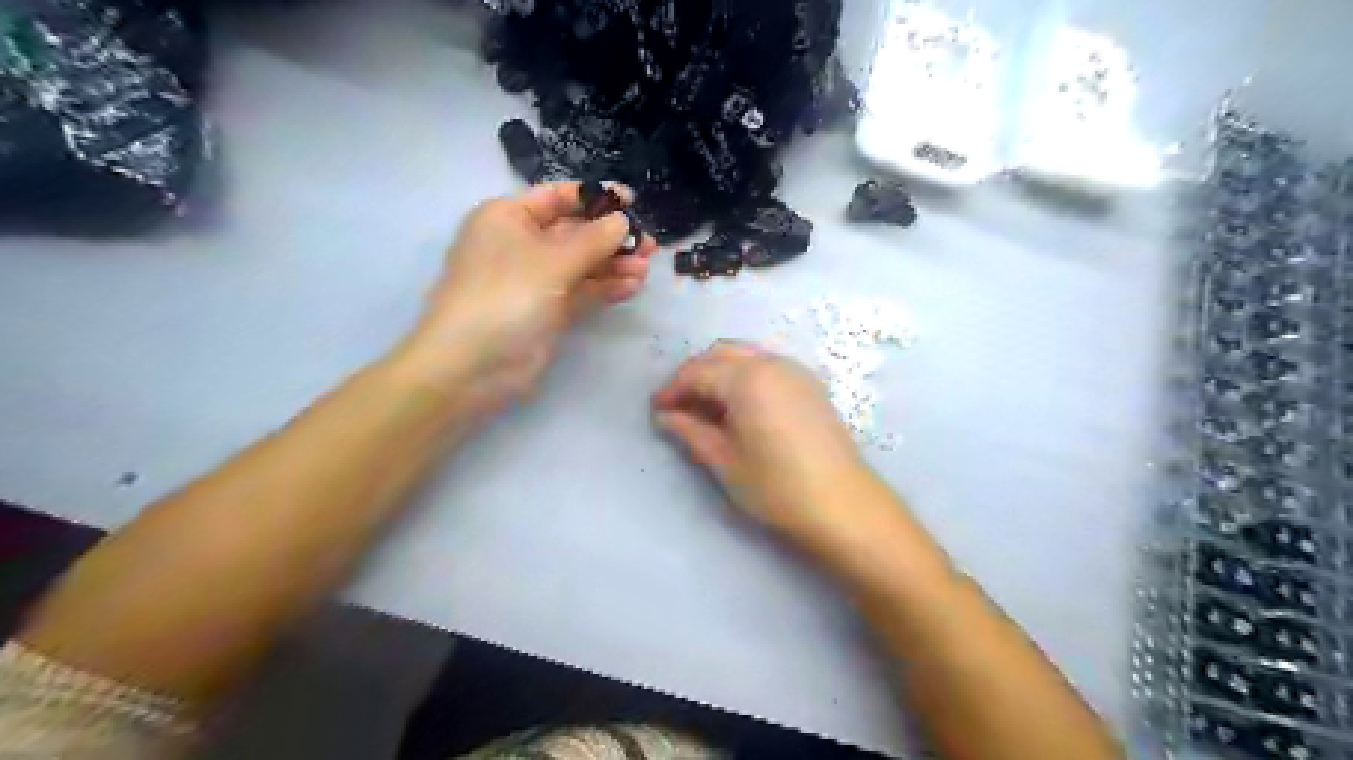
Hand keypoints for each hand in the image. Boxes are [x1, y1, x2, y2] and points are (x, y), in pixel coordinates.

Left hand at [399, 182, 656, 411]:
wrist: (472, 367)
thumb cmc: (505, 297)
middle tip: (648, 244)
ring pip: (582, 264)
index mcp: (508, 218)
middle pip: (574, 232)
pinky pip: (581, 291)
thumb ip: (594, 239)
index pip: (557, 197)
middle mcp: (520, 244)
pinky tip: (632, 286)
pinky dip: (605, 287)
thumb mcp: (552, 261)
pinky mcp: (548, 311)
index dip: (595, 197)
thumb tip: (624, 220)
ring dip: (613, 264)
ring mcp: (535, 281)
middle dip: (611, 236)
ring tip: (645, 268)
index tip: (632, 202)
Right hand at [654, 345, 878, 550]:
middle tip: (678, 406)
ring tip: (705, 407)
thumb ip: (691, 431)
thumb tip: (664, 416)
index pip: (698, 372)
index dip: (672, 389)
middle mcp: (772, 363)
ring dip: (720, 373)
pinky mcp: (810, 386)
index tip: (656, 410)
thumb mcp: (724, 461)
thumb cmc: (776, 486)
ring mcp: (795, 371)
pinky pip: (767, 366)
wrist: (842, 505)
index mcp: (747, 378)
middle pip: (721, 354)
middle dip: (695, 375)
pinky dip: (744, 376)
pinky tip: (738, 407)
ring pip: (746, 357)